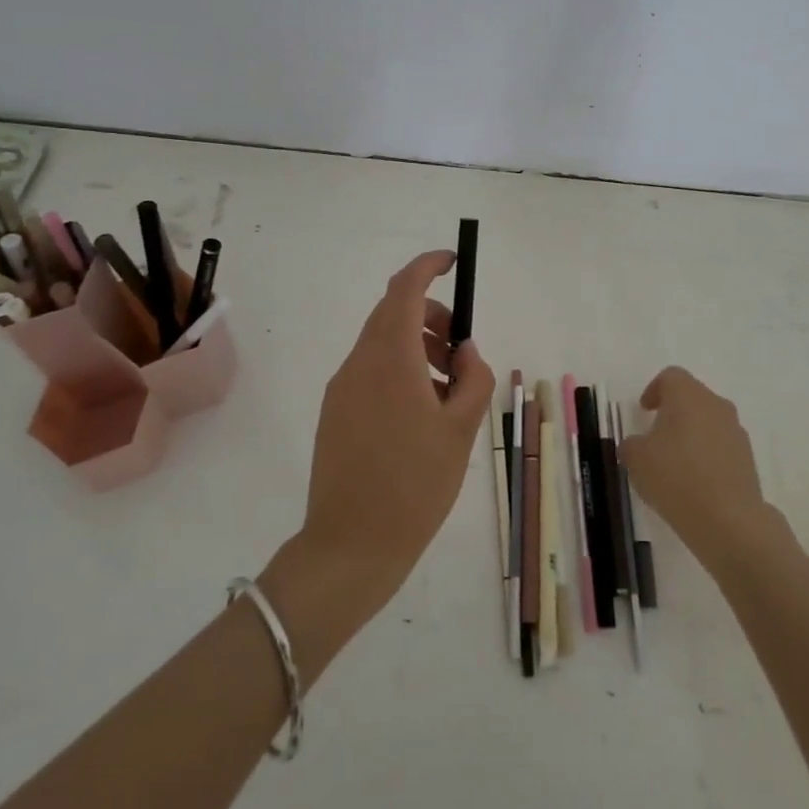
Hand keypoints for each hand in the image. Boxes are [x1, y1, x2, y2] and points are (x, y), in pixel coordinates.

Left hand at [275, 250, 494, 646]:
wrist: (351, 546)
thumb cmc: (415, 485)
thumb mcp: (461, 430)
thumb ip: (473, 378)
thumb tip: (466, 350)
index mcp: (390, 359)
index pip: (404, 289)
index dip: (427, 266)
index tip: (452, 262)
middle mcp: (359, 364)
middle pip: (392, 313)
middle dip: (431, 316)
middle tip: (463, 350)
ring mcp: (342, 389)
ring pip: (382, 344)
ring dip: (417, 346)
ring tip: (450, 389)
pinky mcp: (334, 413)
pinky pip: (370, 372)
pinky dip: (400, 371)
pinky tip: (422, 413)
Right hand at [619, 367, 770, 572]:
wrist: (728, 519)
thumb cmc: (675, 477)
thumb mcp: (636, 459)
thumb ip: (631, 444)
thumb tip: (638, 444)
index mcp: (687, 395)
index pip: (671, 376)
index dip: (654, 390)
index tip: (644, 411)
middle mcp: (715, 405)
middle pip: (692, 397)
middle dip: (674, 412)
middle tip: (656, 435)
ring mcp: (736, 431)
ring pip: (709, 421)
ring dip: (692, 434)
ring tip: (675, 463)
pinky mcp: (748, 458)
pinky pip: (722, 446)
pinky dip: (707, 455)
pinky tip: (694, 481)